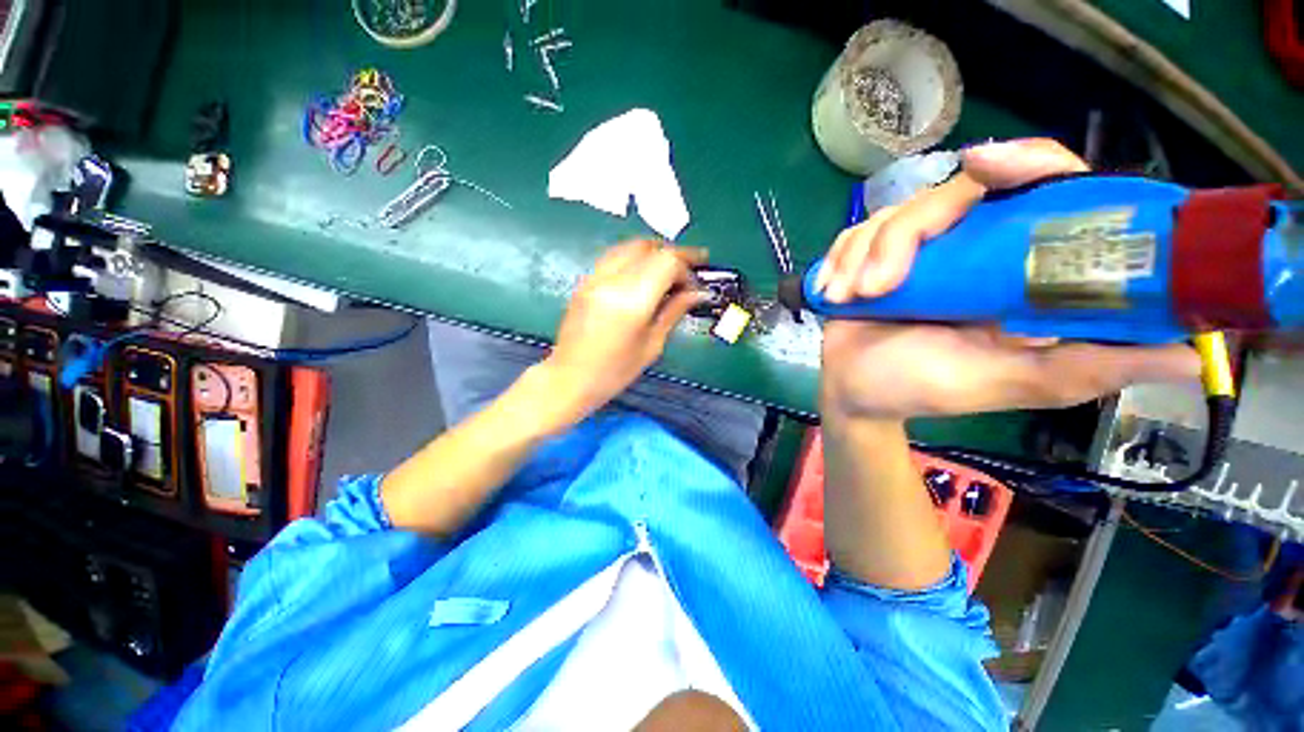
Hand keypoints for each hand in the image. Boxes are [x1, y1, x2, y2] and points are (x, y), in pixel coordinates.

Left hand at [543, 239, 704, 420]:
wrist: (569, 378)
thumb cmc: (615, 372)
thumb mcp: (652, 345)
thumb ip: (674, 312)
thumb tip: (697, 293)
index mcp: (631, 301)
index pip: (666, 262)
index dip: (687, 267)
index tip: (696, 285)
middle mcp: (611, 281)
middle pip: (649, 247)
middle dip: (674, 255)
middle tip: (690, 270)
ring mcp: (594, 277)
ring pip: (630, 246)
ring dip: (655, 253)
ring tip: (670, 271)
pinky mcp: (585, 280)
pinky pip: (615, 256)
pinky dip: (635, 258)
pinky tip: (644, 275)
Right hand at [817, 139, 1200, 420]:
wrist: (857, 392)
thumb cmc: (928, 388)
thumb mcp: (1013, 384)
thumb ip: (1091, 368)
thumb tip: (1192, 355)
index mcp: (1018, 266)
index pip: (1043, 185)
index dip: (1025, 162)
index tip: (984, 167)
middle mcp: (972, 244)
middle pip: (950, 193)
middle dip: (902, 237)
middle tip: (877, 286)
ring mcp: (917, 248)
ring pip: (892, 215)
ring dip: (862, 256)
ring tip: (851, 298)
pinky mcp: (870, 255)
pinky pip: (855, 233)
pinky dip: (839, 258)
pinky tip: (834, 290)